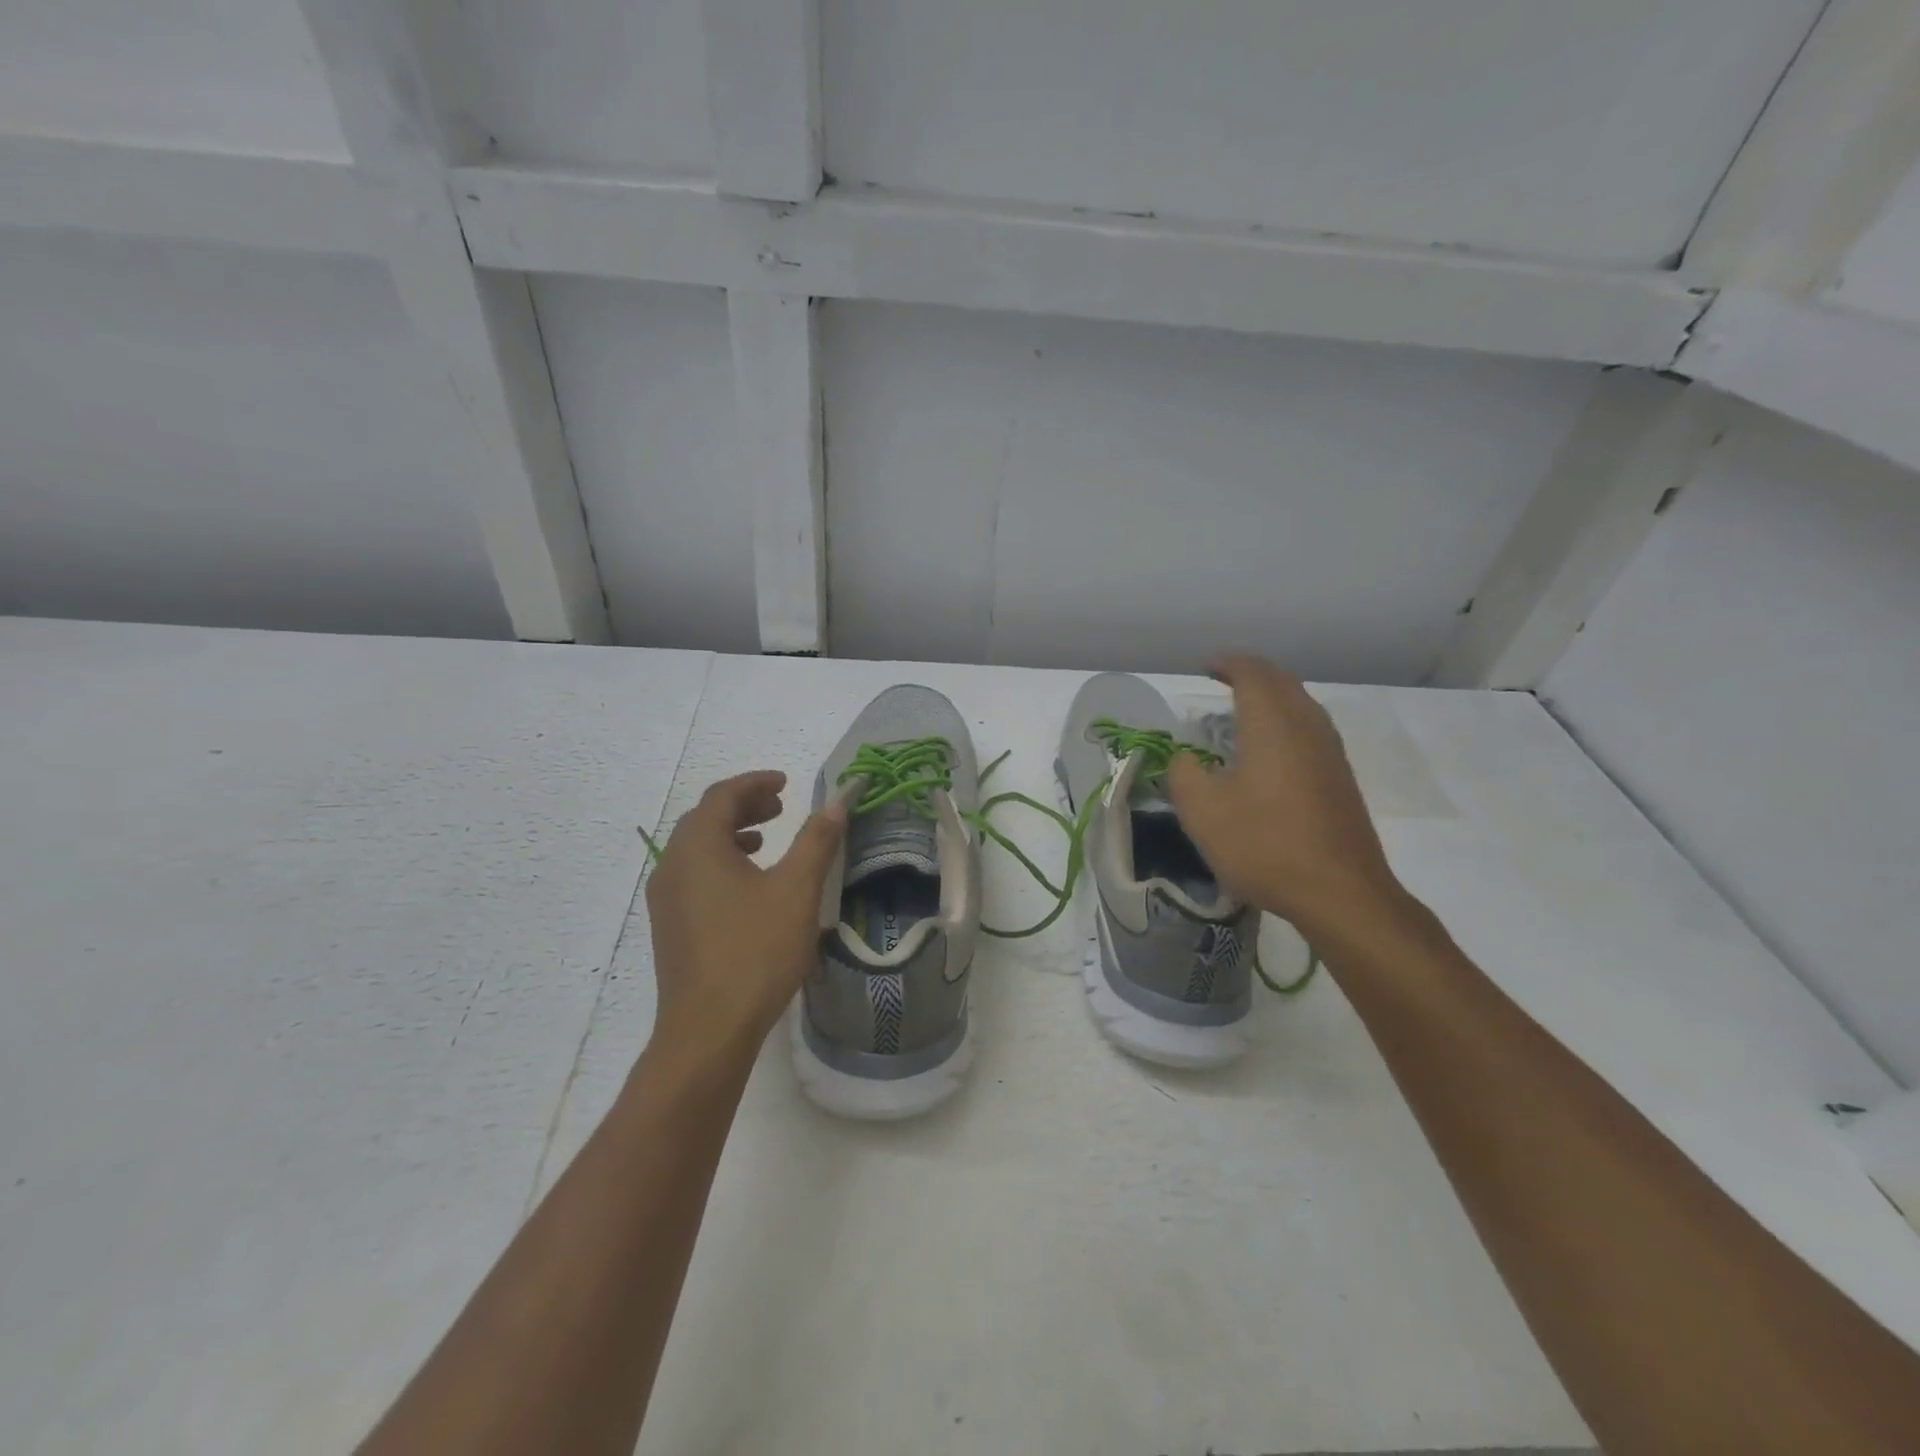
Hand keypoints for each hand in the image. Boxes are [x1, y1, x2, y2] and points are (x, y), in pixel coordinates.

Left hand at [644, 770, 846, 1059]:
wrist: (708, 1029)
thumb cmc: (755, 951)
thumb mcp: (796, 890)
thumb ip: (817, 840)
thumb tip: (837, 800)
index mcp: (698, 847)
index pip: (723, 796)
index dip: (756, 782)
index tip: (786, 783)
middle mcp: (673, 865)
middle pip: (706, 818)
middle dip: (744, 806)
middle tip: (781, 807)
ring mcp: (666, 898)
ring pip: (697, 848)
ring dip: (732, 834)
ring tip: (767, 840)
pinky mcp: (670, 926)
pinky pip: (694, 875)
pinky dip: (721, 862)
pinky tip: (749, 886)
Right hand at [1167, 655, 1406, 938]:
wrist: (1340, 892)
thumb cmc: (1264, 844)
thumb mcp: (1202, 811)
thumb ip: (1184, 773)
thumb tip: (1187, 758)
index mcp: (1272, 724)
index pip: (1253, 673)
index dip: (1228, 663)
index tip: (1205, 667)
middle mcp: (1306, 727)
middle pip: (1282, 682)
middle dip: (1252, 674)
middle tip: (1223, 680)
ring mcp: (1330, 753)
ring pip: (1301, 705)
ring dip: (1272, 698)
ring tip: (1243, 711)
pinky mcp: (1340, 779)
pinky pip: (1310, 730)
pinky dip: (1285, 723)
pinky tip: (1270, 751)